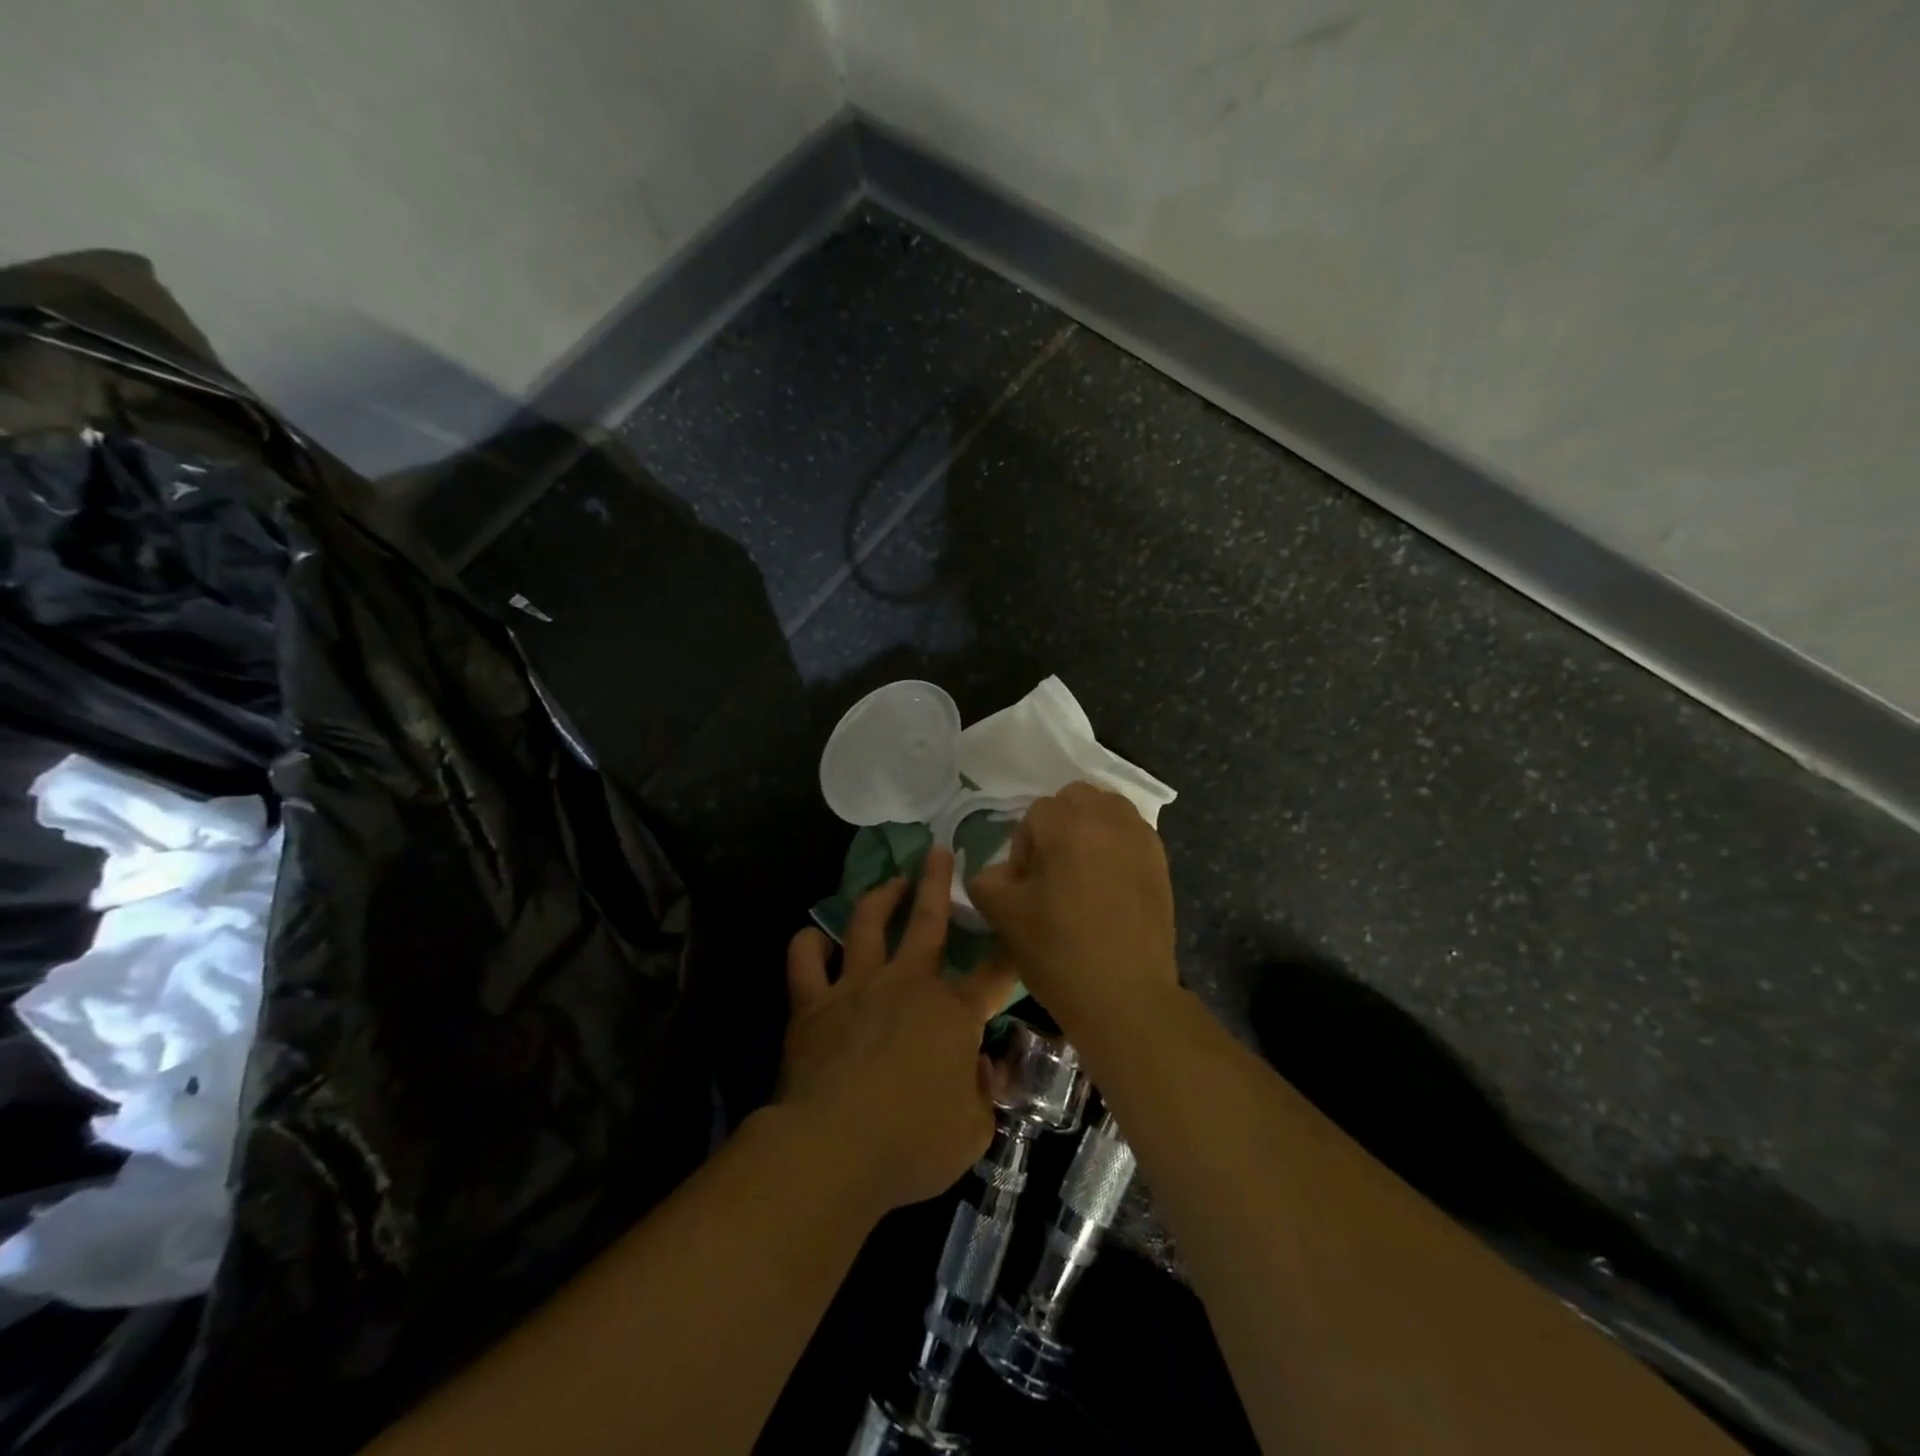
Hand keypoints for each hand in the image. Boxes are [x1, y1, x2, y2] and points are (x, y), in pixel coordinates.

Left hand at [778, 848, 1016, 1212]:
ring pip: (868, 923)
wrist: (833, 1148)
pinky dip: (809, 944)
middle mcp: (907, 984)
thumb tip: (981, 1069)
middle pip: (928, 921)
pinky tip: (817, 939)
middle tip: (939, 852)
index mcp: (952, 1013)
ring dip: (880, 897)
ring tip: (890, 881)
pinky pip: (805, 960)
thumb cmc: (913, 1143)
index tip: (1021, 932)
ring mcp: (857, 987)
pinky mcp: (814, 1003)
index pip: (994, 976)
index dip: (1011, 953)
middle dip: (938, 883)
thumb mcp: (972, 1130)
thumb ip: (983, 1093)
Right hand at [967, 782, 1178, 1043]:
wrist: (1126, 997)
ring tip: (1082, 876)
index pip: (1035, 814)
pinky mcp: (1161, 862)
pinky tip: (1109, 888)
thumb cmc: (1059, 952)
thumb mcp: (1003, 915)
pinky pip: (1131, 834)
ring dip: (1089, 831)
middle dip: (1059, 826)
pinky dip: (1115, 847)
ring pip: (1107, 811)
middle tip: (1053, 872)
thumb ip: (987, 879)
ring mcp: (1141, 838)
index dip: (1024, 849)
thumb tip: (1000, 872)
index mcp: (1068, 823)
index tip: (1027, 886)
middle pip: (1075, 799)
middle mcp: (1109, 818)